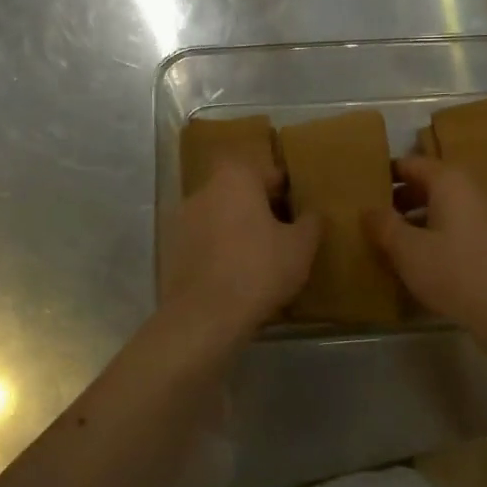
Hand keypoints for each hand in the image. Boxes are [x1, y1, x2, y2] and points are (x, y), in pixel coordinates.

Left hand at [163, 160, 320, 334]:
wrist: (205, 315)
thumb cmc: (259, 269)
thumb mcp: (300, 247)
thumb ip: (311, 222)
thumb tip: (313, 213)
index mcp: (235, 178)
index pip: (266, 171)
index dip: (285, 190)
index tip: (298, 210)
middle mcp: (204, 190)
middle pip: (239, 192)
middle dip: (260, 208)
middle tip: (283, 233)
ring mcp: (182, 220)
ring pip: (220, 216)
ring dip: (238, 229)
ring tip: (261, 257)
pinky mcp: (173, 250)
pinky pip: (205, 241)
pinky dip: (220, 250)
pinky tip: (237, 275)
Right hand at [364, 156, 486, 331]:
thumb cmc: (455, 272)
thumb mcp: (408, 250)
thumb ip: (384, 225)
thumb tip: (368, 209)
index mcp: (450, 181)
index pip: (410, 164)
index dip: (384, 174)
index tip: (362, 190)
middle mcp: (472, 190)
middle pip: (429, 185)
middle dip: (400, 200)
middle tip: (372, 219)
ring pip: (445, 209)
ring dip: (418, 221)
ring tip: (392, 243)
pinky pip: (460, 228)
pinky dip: (439, 236)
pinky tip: (423, 261)